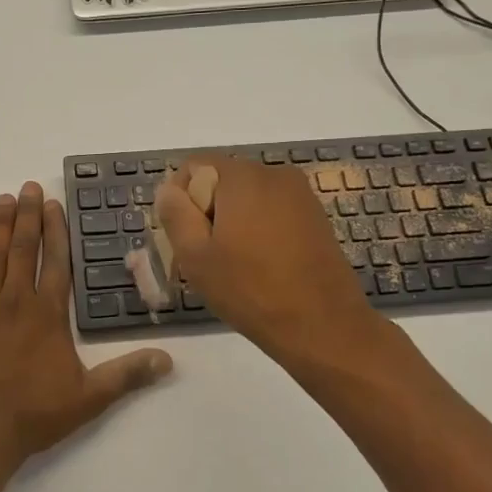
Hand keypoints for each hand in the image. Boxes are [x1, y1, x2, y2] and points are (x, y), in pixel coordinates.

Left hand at [0, 182, 172, 473]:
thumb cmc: (33, 416)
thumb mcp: (88, 398)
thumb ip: (127, 375)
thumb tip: (168, 360)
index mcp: (47, 315)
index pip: (55, 262)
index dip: (55, 231)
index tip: (54, 204)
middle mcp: (15, 303)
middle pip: (24, 250)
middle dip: (28, 216)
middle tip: (28, 186)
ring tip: (4, 199)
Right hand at [156, 154, 385, 361]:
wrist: (323, 325)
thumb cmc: (251, 290)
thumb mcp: (196, 256)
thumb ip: (175, 214)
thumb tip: (168, 189)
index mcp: (242, 176)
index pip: (194, 167)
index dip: (180, 199)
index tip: (184, 238)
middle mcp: (274, 173)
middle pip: (222, 180)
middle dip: (207, 211)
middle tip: (206, 256)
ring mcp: (300, 194)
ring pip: (248, 197)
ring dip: (233, 221)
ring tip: (234, 264)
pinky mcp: (315, 215)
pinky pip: (272, 210)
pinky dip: (258, 229)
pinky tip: (261, 264)